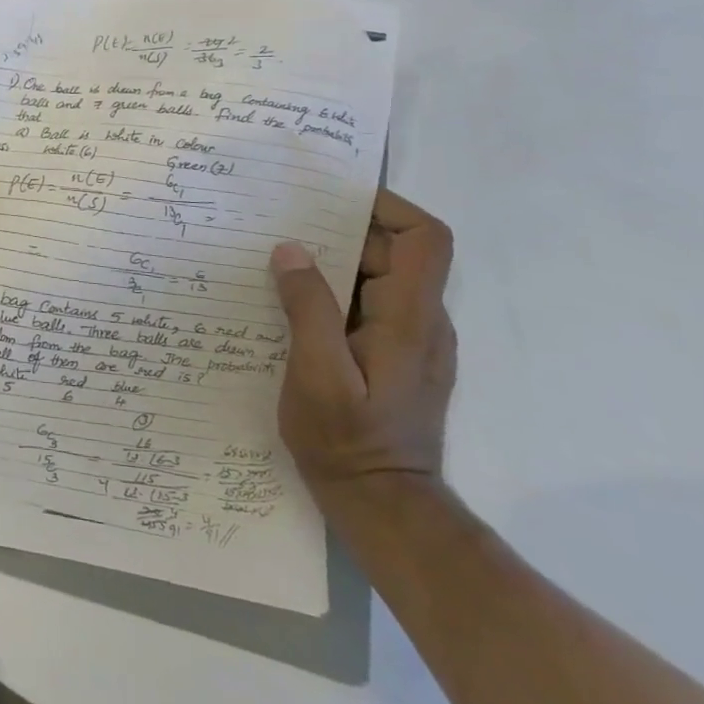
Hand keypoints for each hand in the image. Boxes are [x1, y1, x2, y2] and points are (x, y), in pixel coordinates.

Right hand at [269, 189, 455, 513]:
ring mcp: (411, 342)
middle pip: (394, 252)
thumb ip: (308, 307)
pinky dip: (334, 289)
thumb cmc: (349, 441)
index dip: (388, 205)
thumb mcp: (316, 373)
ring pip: (378, 277)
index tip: (334, 195)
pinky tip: (290, 300)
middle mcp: (421, 322)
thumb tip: (290, 248)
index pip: (426, 238)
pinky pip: (368, 303)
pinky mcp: (394, 358)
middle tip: (282, 222)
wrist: (385, 508)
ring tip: (276, 257)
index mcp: (410, 318)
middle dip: (341, 230)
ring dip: (332, 261)